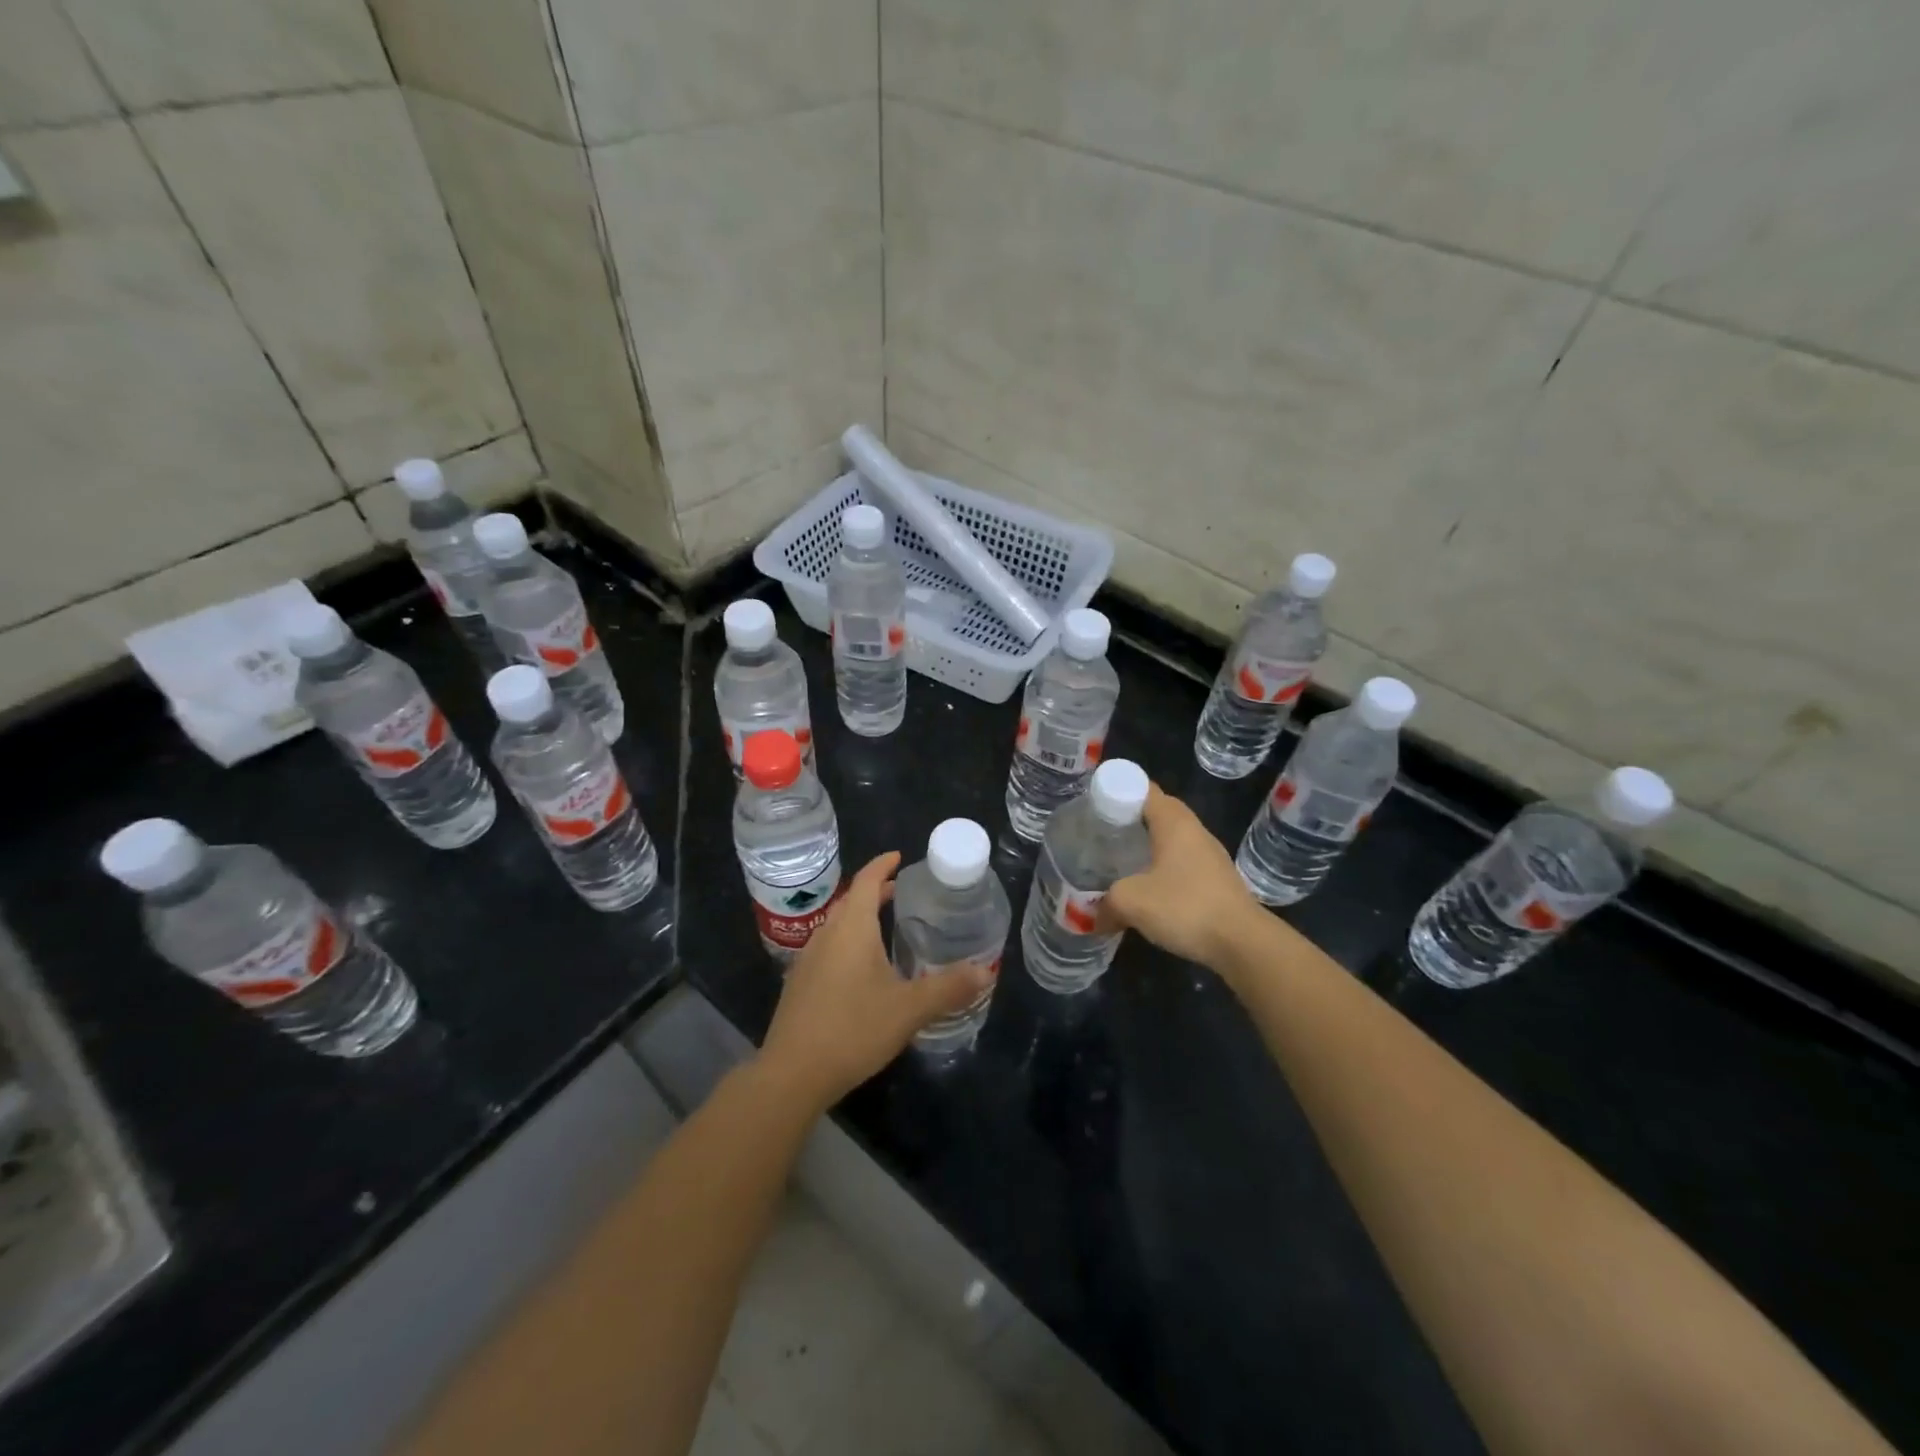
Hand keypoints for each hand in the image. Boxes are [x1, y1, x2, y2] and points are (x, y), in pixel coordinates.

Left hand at [758, 852, 994, 1113]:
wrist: (792, 1074)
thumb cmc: (853, 1029)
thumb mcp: (909, 1009)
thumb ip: (948, 988)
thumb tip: (985, 972)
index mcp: (851, 928)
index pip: (866, 881)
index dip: (882, 865)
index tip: (899, 857)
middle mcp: (826, 935)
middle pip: (850, 901)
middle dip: (874, 892)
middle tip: (901, 892)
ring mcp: (808, 960)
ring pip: (837, 926)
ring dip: (860, 918)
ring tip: (886, 927)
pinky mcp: (800, 985)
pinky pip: (828, 949)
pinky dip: (848, 943)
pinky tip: (861, 970)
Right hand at [1098, 785, 1265, 973]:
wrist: (1242, 943)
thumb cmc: (1185, 907)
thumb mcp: (1131, 901)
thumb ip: (1106, 902)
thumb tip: (1094, 917)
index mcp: (1174, 822)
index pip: (1143, 788)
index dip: (1116, 790)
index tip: (1094, 806)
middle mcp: (1194, 830)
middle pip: (1156, 812)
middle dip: (1128, 820)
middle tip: (1100, 833)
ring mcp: (1210, 855)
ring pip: (1170, 839)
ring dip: (1146, 846)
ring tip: (1118, 860)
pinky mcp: (1217, 880)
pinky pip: (1182, 862)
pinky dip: (1161, 868)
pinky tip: (1147, 888)